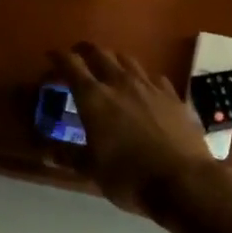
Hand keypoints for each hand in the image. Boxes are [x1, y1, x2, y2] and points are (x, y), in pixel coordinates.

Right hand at [51, 42, 217, 213]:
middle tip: (77, 57)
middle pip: (99, 53)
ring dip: (113, 59)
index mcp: (94, 98)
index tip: (51, 56)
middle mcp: (120, 83)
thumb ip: (69, 156)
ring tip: (109, 69)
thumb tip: (47, 153)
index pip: (70, 65)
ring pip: (127, 59)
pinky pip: (154, 77)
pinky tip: (144, 88)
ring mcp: (150, 87)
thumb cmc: (129, 176)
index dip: (58, 57)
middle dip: (85, 51)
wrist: (184, 181)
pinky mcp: (173, 96)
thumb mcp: (92, 170)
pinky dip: (142, 78)